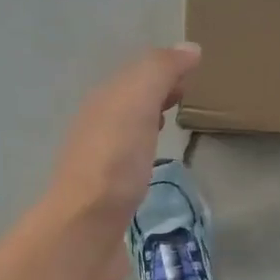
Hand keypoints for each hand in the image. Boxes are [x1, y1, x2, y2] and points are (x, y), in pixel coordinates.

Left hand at [41, 42, 201, 279]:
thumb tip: (188, 48)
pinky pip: (129, 161)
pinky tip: (155, 163)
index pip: (136, 74)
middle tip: (189, 93)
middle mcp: (96, 127)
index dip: (163, 68)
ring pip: (128, 129)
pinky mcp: (108, 195)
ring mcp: (100, 163)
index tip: (194, 71)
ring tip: (175, 121)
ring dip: (149, 120)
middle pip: (130, 100)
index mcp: (102, 103)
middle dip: (156, 91)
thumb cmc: (114, 162)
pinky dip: (145, 151)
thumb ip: (159, 72)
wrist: (85, 230)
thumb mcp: (136, 102)